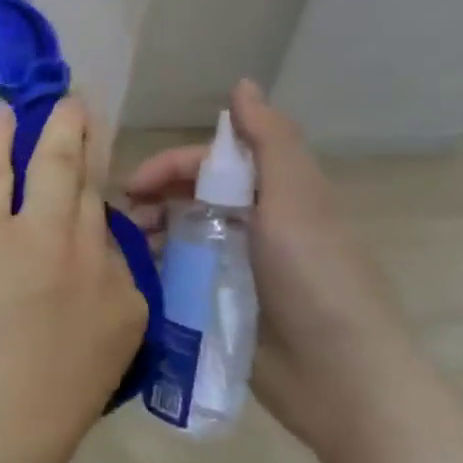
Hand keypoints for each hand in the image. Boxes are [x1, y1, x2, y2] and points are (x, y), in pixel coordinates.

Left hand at [0, 99, 145, 462]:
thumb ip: (85, 336)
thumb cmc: (21, 433)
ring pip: (56, 166)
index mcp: (126, 310)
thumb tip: (65, 310)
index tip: (88, 202)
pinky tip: (2, 115)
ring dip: (60, 129)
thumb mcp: (81, 384)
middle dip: (91, 153)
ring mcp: (40, 238)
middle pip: (95, 196)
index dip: (99, 221)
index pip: (118, 250)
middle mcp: (94, 263)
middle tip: (86, 120)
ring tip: (60, 104)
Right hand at [123, 81, 422, 462]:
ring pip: (180, 236)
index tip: (131, 186)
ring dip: (150, 236)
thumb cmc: (317, 280)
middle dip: (151, 201)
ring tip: (124, 254)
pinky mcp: (223, 306)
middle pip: (189, 197)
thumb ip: (270, 142)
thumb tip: (242, 83)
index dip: (169, 167)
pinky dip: (158, 271)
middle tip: (120, 223)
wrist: (341, 379)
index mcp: (272, 195)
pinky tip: (135, 280)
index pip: (207, 165)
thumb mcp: (297, 202)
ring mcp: (236, 268)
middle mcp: (252, 225)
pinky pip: (181, 276)